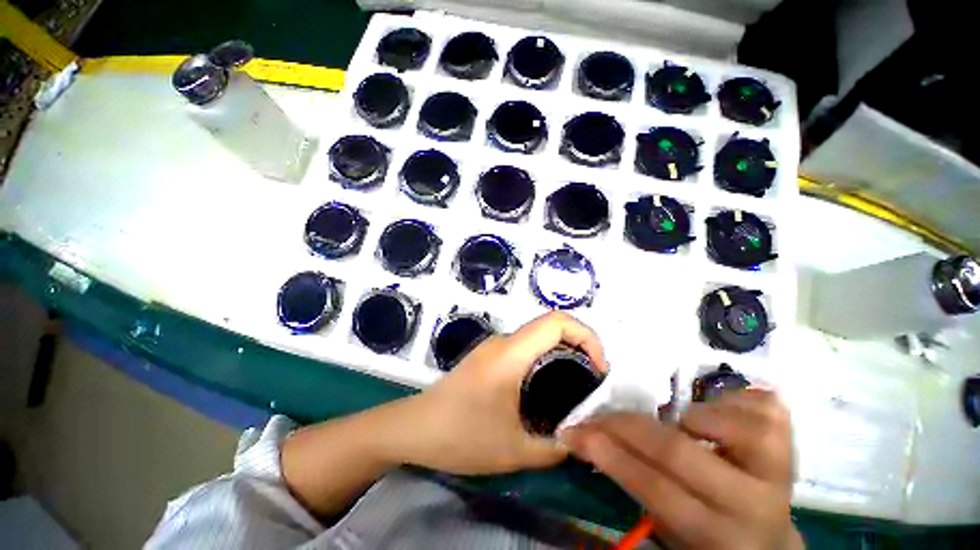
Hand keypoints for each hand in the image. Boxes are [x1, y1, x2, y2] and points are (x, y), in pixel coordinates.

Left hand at [402, 311, 606, 474]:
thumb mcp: (513, 451)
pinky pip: (524, 348)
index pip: (556, 322)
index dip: (586, 335)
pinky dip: (544, 359)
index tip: (599, 366)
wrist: (412, 428)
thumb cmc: (459, 435)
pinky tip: (546, 388)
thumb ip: (554, 448)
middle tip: (593, 379)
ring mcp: (493, 347)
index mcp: (511, 353)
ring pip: (537, 337)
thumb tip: (581, 442)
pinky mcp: (487, 357)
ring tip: (575, 386)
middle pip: (549, 326)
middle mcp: (503, 342)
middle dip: (578, 345)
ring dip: (561, 353)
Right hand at [560, 390, 803, 549]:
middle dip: (625, 427)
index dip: (611, 456)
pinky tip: (719, 416)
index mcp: (719, 535)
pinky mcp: (790, 440)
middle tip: (596, 415)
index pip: (656, 490)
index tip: (573, 433)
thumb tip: (593, 440)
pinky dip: (725, 401)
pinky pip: (752, 403)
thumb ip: (639, 488)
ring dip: (685, 417)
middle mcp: (752, 502)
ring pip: (720, 422)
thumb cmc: (709, 532)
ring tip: (680, 427)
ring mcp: (778, 467)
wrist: (768, 535)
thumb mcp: (672, 528)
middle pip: (678, 452)